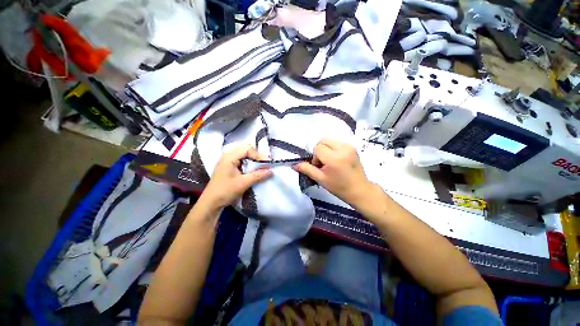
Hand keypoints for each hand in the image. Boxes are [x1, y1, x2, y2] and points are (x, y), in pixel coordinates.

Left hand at [199, 144, 272, 209]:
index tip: (265, 164)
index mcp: (230, 156)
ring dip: (253, 159)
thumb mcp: (244, 183)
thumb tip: (271, 171)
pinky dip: (248, 162)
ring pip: (244, 153)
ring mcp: (227, 160)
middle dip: (256, 155)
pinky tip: (252, 169)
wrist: (211, 202)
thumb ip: (258, 175)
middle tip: (263, 164)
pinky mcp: (229, 165)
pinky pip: (241, 159)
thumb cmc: (226, 191)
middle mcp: (228, 155)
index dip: (258, 155)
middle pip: (246, 148)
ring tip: (259, 167)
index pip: (247, 148)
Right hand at [293, 138, 372, 206]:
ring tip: (330, 161)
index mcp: (334, 157)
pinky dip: (333, 148)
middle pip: (323, 141)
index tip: (319, 167)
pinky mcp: (352, 147)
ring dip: (326, 149)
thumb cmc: (339, 187)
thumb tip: (294, 164)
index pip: (317, 148)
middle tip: (323, 163)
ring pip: (330, 141)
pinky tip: (337, 159)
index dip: (315, 157)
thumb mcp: (320, 179)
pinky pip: (337, 143)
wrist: (359, 190)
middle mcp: (342, 148)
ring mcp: (349, 146)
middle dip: (319, 150)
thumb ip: (307, 169)